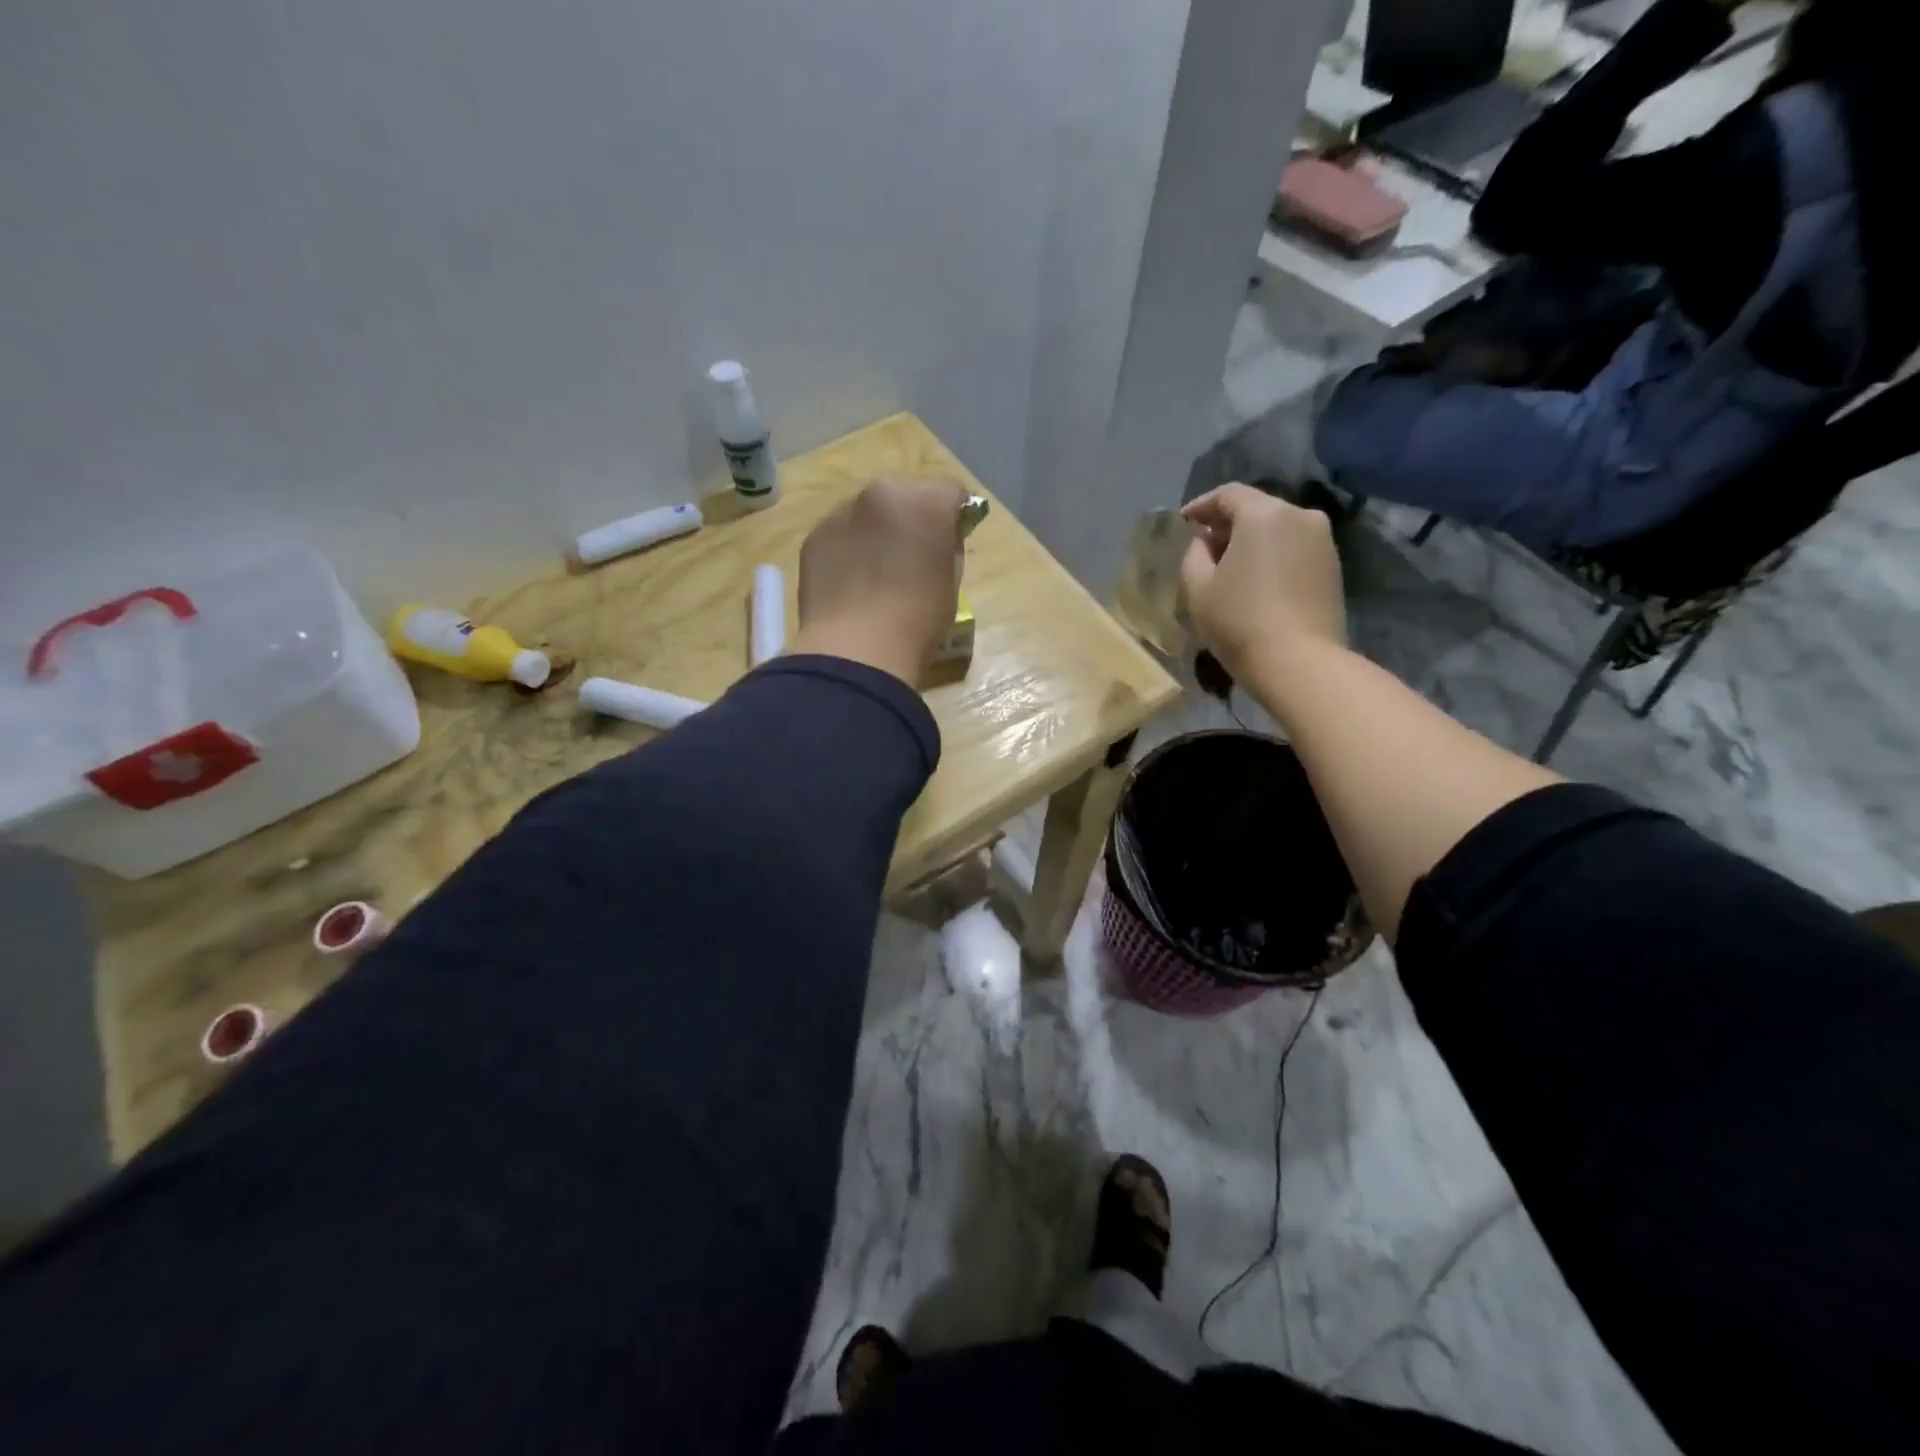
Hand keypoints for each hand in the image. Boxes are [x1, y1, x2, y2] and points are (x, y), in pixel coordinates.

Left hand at [793, 475, 968, 682]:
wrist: (856, 649)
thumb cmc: (917, 620)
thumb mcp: (951, 583)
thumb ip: (947, 549)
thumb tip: (939, 541)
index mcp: (925, 502)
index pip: (951, 492)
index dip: (955, 517)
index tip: (951, 542)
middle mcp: (881, 493)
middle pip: (905, 494)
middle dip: (911, 518)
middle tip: (912, 557)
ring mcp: (841, 512)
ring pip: (868, 512)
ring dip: (877, 532)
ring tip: (876, 574)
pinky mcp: (814, 536)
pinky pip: (840, 534)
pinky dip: (848, 550)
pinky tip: (850, 585)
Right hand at [1179, 484, 1346, 679]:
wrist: (1299, 662)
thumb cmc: (1239, 622)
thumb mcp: (1197, 589)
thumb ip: (1194, 555)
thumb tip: (1206, 542)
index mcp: (1264, 515)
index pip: (1228, 494)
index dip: (1202, 505)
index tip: (1184, 522)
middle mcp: (1300, 516)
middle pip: (1257, 508)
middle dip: (1228, 523)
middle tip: (1205, 546)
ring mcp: (1322, 541)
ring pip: (1278, 528)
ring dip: (1252, 541)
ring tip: (1231, 567)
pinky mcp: (1333, 566)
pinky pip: (1294, 548)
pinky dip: (1273, 556)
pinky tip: (1257, 581)